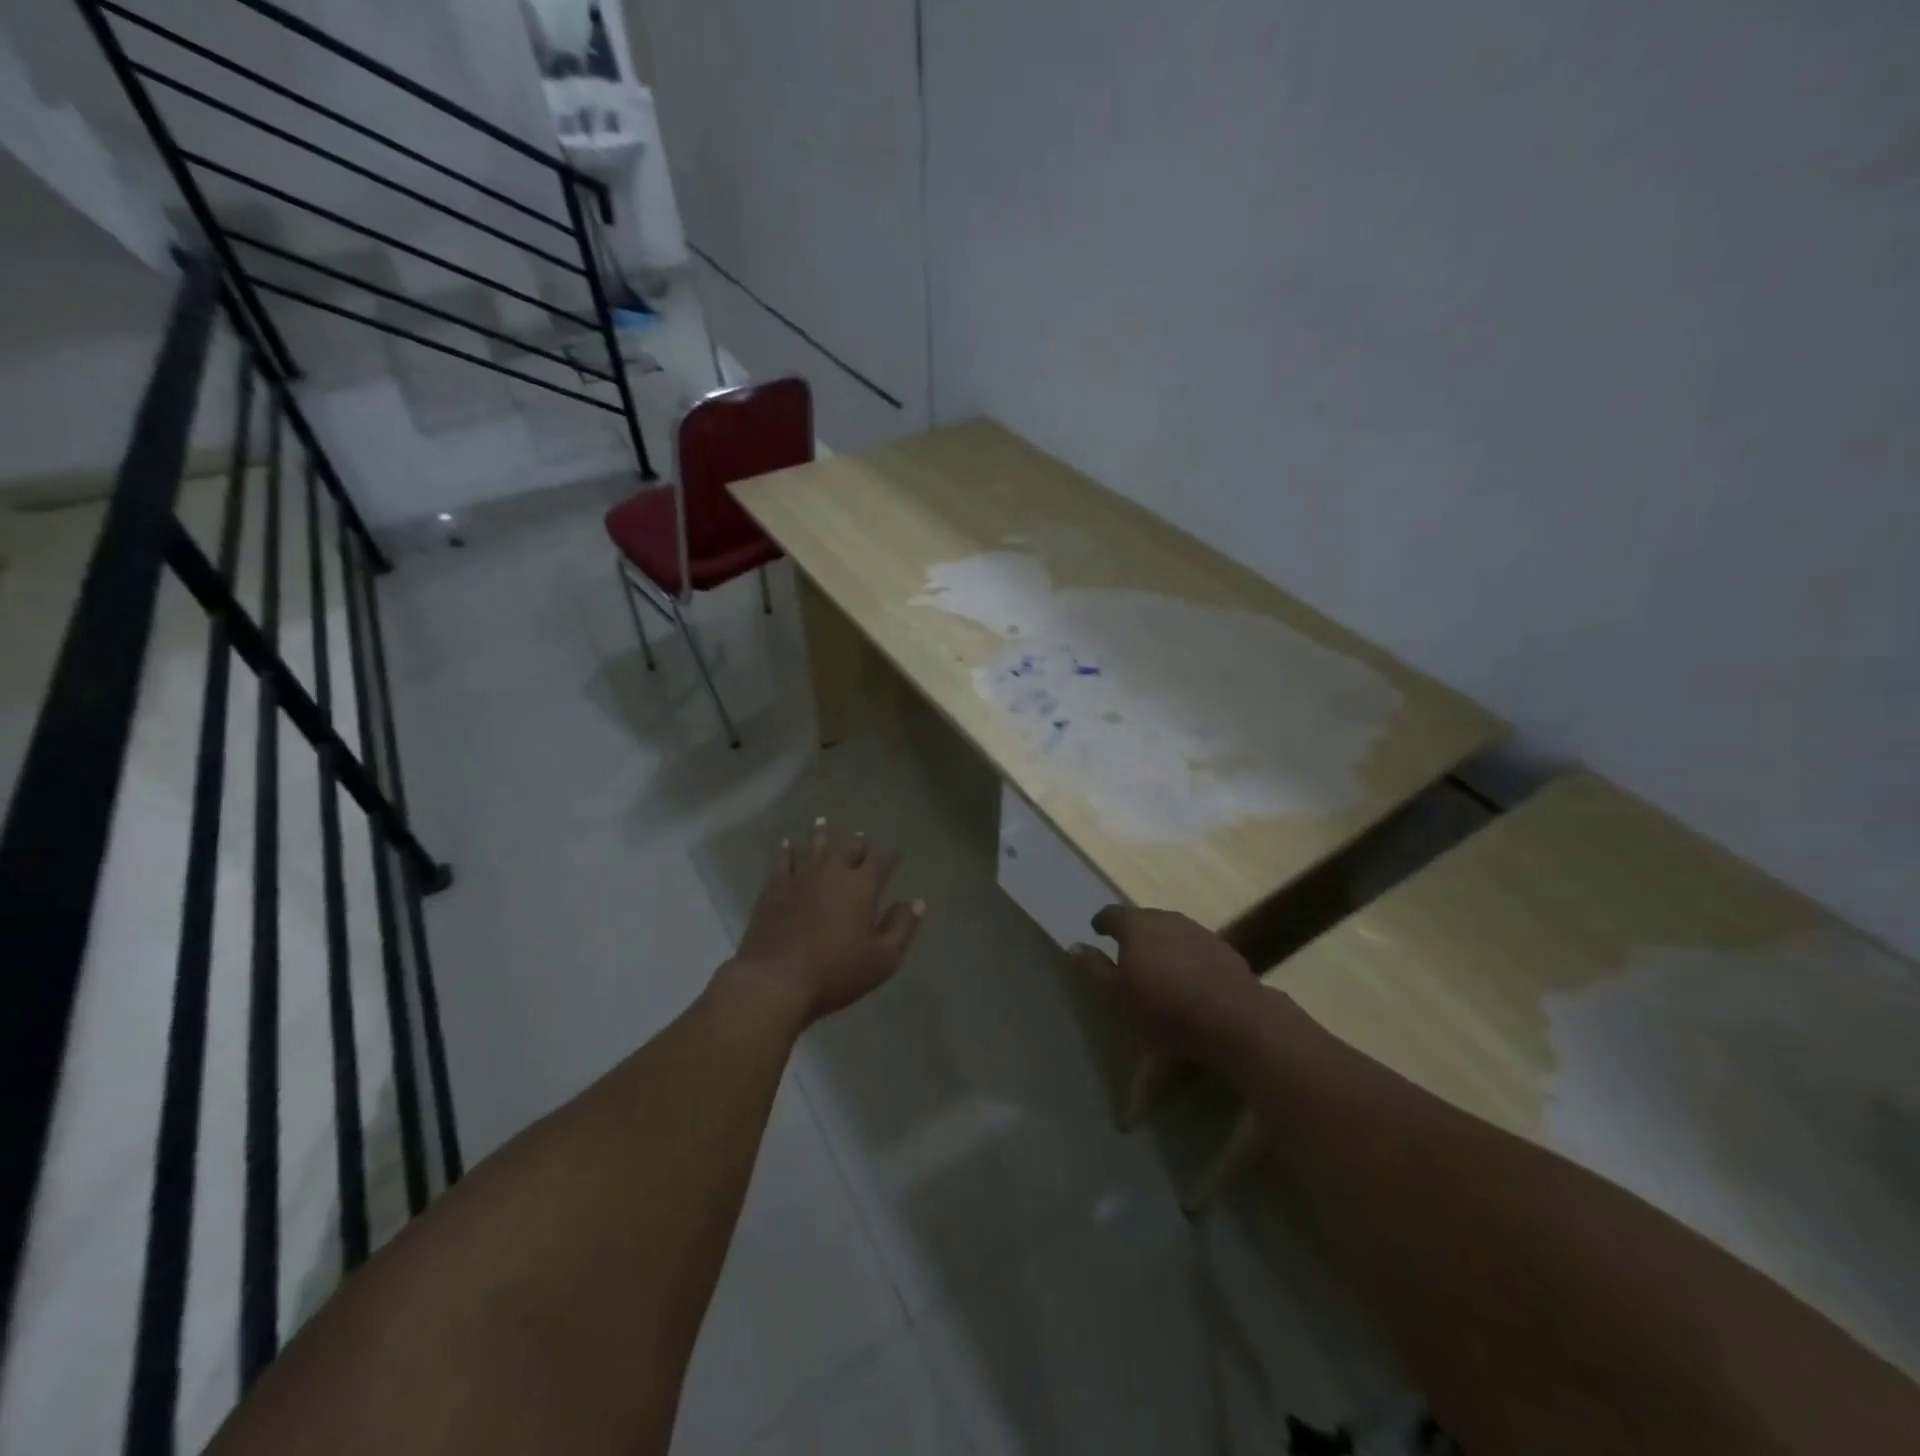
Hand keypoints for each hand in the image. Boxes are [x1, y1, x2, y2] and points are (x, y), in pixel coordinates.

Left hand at [727, 818, 923, 1023]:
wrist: (776, 981)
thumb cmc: (836, 971)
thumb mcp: (883, 959)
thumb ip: (902, 927)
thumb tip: (918, 902)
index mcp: (862, 885)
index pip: (881, 860)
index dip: (890, 856)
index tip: (895, 856)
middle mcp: (832, 871)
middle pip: (848, 847)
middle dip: (859, 843)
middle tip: (862, 841)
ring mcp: (800, 876)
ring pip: (814, 845)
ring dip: (821, 834)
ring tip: (822, 822)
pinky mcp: (774, 887)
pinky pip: (783, 859)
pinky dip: (788, 849)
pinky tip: (788, 845)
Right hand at [1071, 906, 1264, 1066]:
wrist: (1234, 1019)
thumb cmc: (1165, 1009)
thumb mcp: (1118, 996)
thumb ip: (1095, 968)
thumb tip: (1075, 946)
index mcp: (1136, 925)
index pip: (1112, 914)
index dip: (1102, 922)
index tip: (1096, 931)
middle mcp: (1166, 918)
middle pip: (1143, 919)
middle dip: (1132, 932)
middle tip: (1125, 951)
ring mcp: (1198, 931)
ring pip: (1170, 930)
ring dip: (1160, 942)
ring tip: (1156, 964)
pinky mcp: (1223, 949)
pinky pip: (1193, 945)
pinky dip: (1184, 955)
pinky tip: (1187, 976)